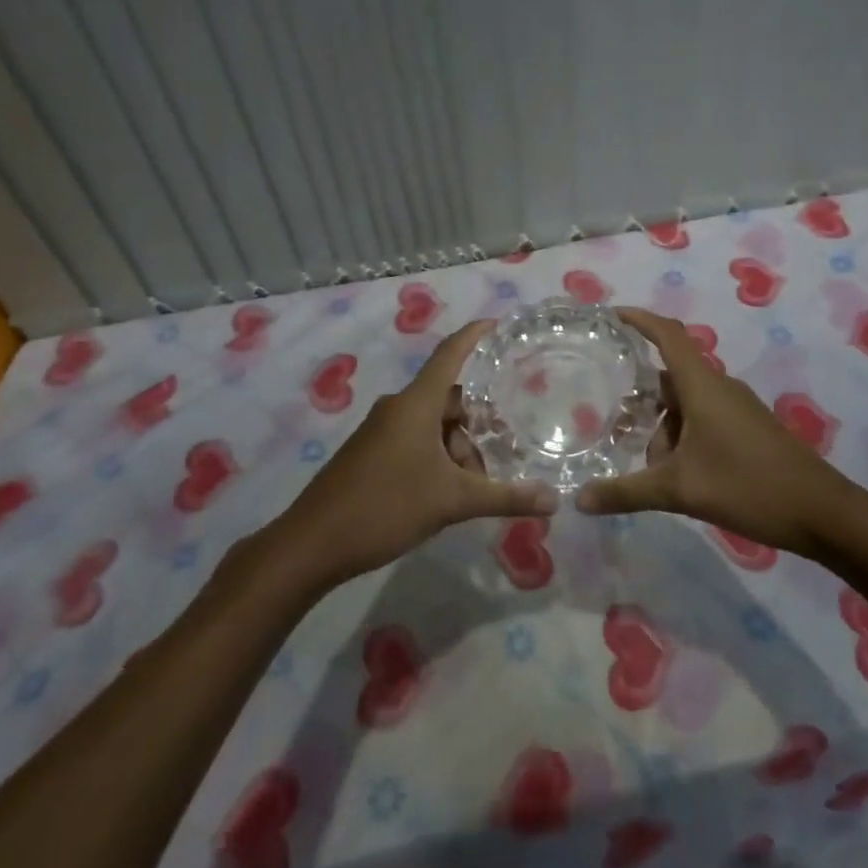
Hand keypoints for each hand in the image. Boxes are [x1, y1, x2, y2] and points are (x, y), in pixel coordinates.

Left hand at [269, 321, 556, 587]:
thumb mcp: (452, 501)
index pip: (450, 353)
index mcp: (416, 403)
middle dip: (478, 421)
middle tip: (509, 443)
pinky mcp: (371, 453)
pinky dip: (438, 456)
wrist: (312, 544)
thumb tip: (555, 501)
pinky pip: (415, 440)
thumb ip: (505, 498)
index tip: (499, 324)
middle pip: (448, 398)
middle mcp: (398, 408)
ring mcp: (381, 431)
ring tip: (479, 484)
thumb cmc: (385, 506)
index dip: (475, 335)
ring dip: (459, 447)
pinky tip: (450, 490)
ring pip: (433, 425)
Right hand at [574, 308, 851, 555]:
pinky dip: (683, 438)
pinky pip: (704, 419)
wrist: (823, 513)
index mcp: (702, 385)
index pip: (667, 334)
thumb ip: (626, 492)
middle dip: (642, 400)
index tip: (610, 316)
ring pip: (687, 405)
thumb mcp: (679, 490)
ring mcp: (737, 408)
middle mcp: (719, 387)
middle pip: (670, 377)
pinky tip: (679, 476)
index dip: (639, 319)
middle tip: (613, 423)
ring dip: (663, 429)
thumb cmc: (748, 487)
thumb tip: (578, 499)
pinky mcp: (748, 429)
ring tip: (649, 470)